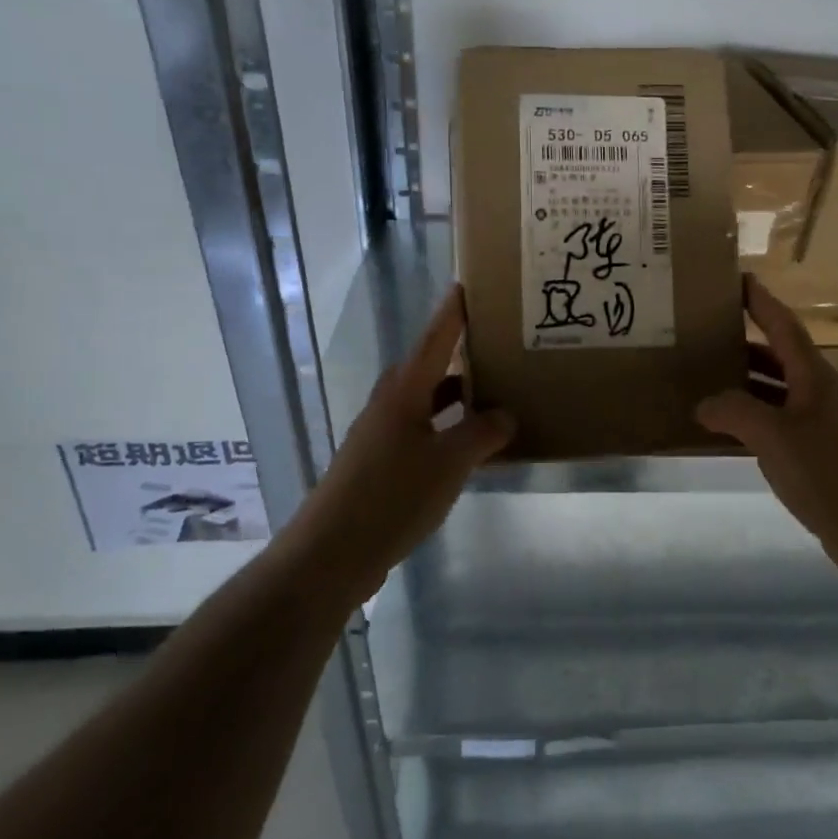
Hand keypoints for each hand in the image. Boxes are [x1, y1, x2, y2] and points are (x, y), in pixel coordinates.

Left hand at [285, 287, 513, 601]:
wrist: (332, 552)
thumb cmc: (393, 496)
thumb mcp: (450, 462)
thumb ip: (483, 433)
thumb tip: (505, 415)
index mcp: (405, 391)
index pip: (435, 339)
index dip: (452, 313)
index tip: (466, 286)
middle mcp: (390, 405)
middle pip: (430, 368)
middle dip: (460, 355)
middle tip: (495, 346)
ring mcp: (382, 435)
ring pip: (427, 403)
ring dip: (457, 397)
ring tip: (494, 396)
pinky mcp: (380, 464)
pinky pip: (423, 432)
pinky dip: (448, 430)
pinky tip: (470, 448)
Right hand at [696, 277, 837, 588]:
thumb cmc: (827, 473)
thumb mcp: (773, 436)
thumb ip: (734, 412)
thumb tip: (704, 403)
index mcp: (814, 377)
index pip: (784, 325)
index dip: (761, 301)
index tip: (738, 279)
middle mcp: (820, 393)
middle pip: (780, 356)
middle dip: (746, 342)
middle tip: (708, 333)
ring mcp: (822, 424)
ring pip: (778, 391)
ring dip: (747, 383)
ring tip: (708, 378)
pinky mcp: (820, 454)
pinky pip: (779, 422)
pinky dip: (754, 418)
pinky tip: (729, 430)